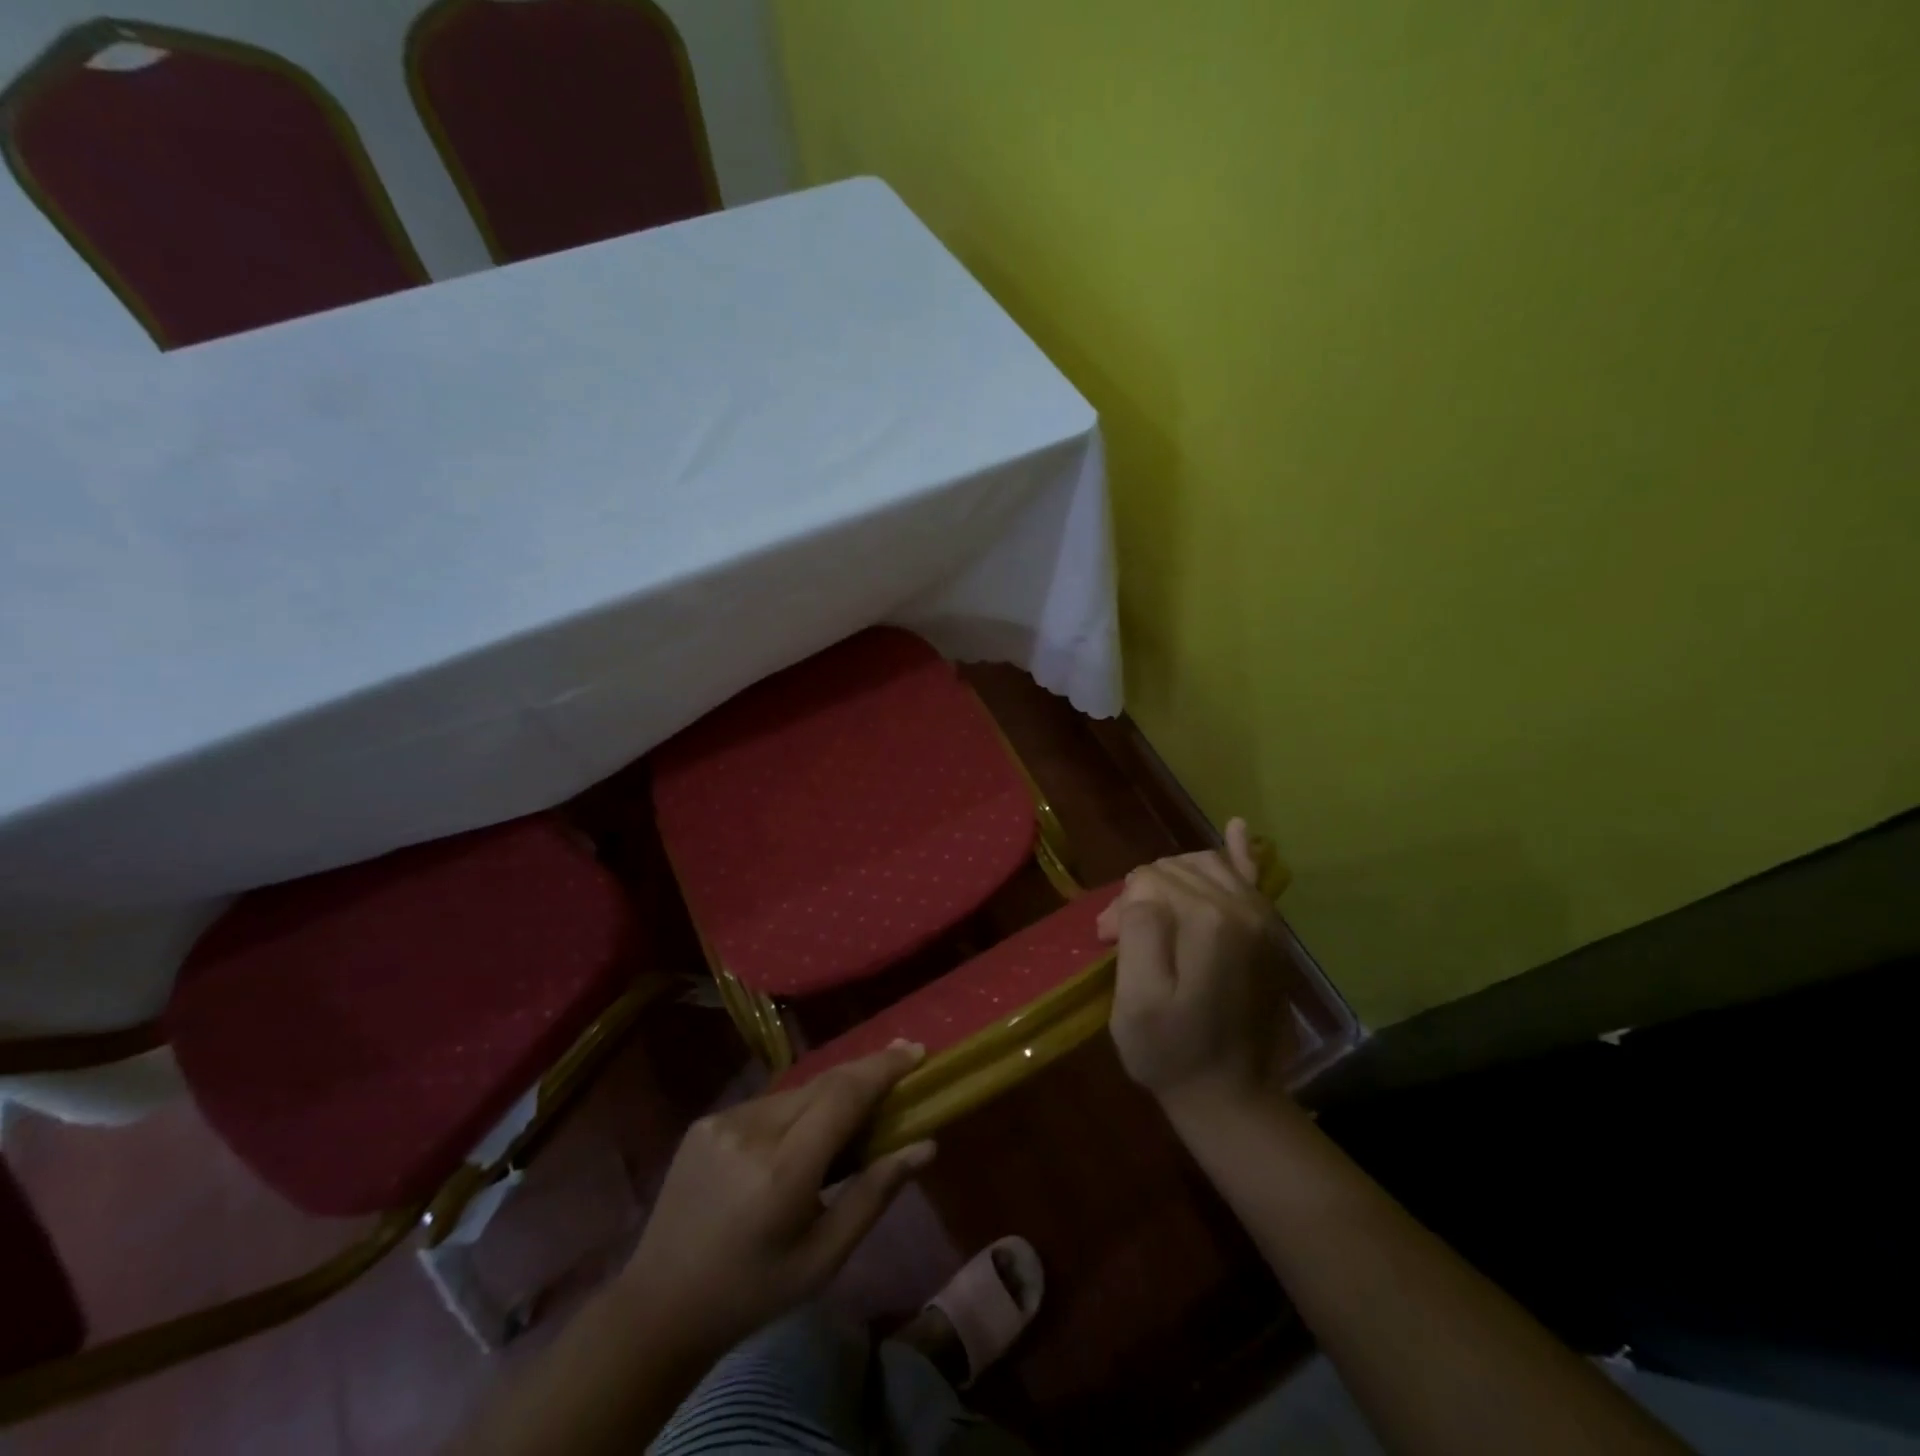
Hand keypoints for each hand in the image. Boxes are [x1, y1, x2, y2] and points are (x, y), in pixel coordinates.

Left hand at [614, 1041, 934, 1358]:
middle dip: (865, 1071)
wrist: (660, 1305)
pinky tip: (798, 1137)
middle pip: (823, 1083)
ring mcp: (724, 1121)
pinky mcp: (706, 1121)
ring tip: (852, 1112)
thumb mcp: (824, 1257)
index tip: (916, 1051)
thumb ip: (875, 1194)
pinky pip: (767, 1104)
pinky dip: (794, 1110)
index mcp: (783, 1171)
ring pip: (796, 1092)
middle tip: (902, 1062)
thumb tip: (925, 1145)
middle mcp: (752, 1131)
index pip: (843, 1096)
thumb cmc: (754, 1291)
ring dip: (829, 1094)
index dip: (882, 1068)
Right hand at [1096, 818, 1297, 1117]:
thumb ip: (1139, 930)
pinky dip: (1240, 851)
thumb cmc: (1170, 1052)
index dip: (1120, 907)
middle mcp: (1243, 907)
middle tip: (1121, 937)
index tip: (1108, 944)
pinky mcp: (1270, 931)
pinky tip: (1236, 828)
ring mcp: (1264, 917)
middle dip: (1142, 893)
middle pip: (1174, 870)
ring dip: (1171, 879)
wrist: (1231, 1096)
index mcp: (1209, 921)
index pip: (1148, 880)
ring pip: (1204, 865)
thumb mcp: (1136, 999)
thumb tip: (1142, 891)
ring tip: (1152, 912)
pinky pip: (1252, 876)